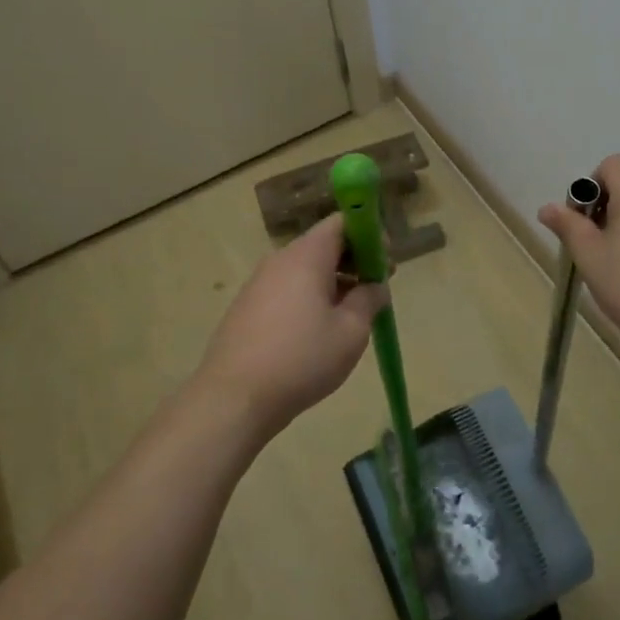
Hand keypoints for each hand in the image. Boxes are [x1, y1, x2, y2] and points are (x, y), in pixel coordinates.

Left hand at [199, 214, 388, 436]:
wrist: (233, 398)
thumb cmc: (301, 358)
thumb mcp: (350, 331)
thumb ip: (369, 299)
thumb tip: (375, 285)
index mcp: (306, 255)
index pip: (341, 222)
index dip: (368, 235)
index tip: (386, 261)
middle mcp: (280, 259)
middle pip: (323, 245)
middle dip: (354, 261)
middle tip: (376, 289)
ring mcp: (259, 283)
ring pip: (305, 269)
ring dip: (333, 282)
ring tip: (351, 315)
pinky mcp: (247, 307)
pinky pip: (287, 289)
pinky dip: (309, 297)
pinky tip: (318, 331)